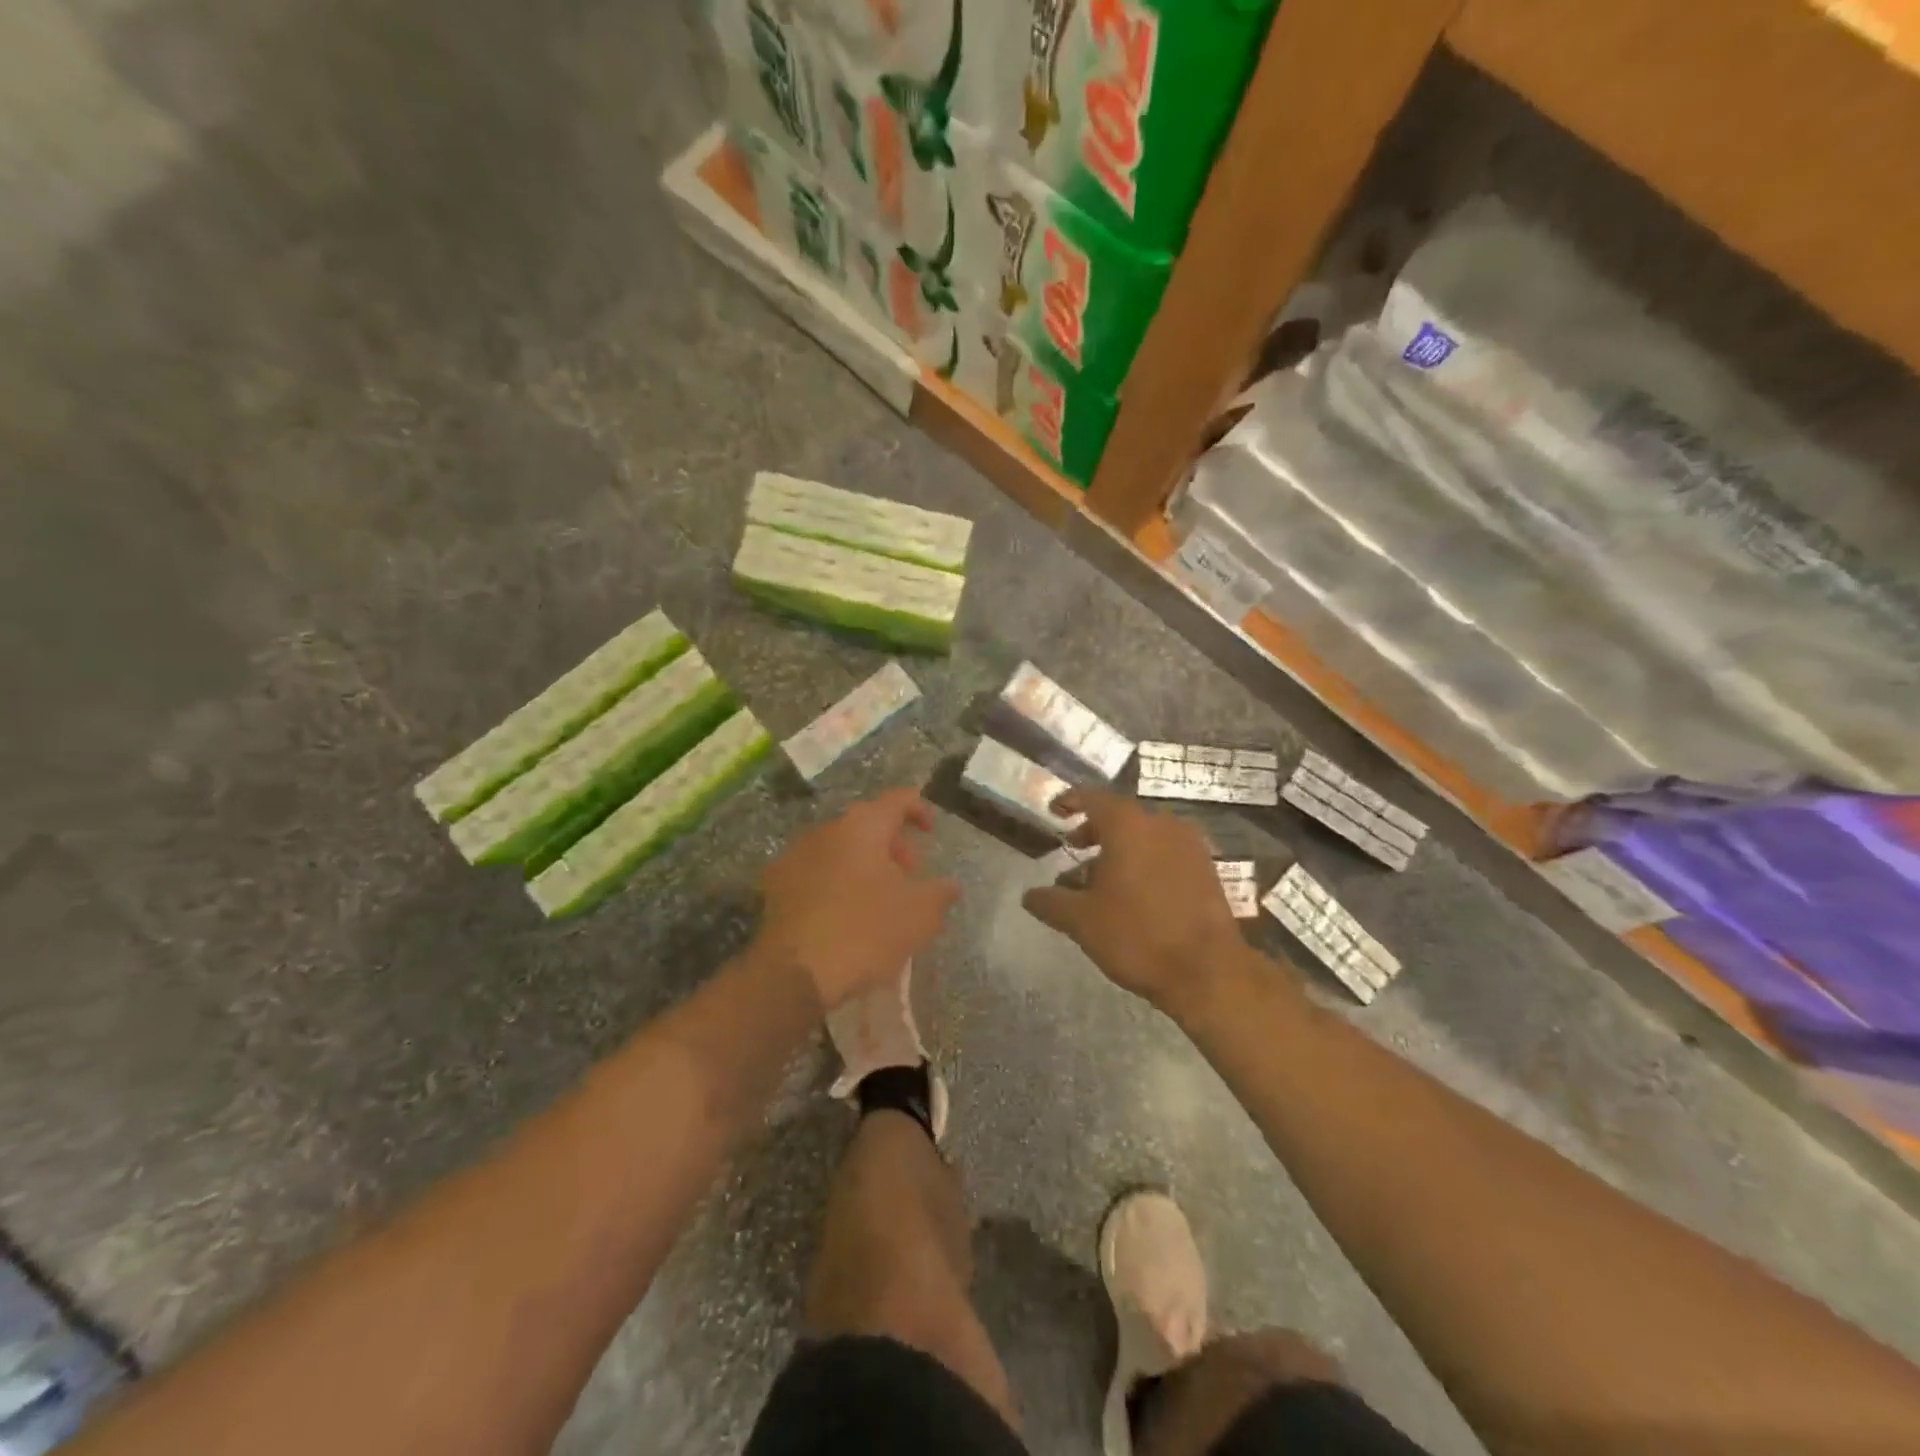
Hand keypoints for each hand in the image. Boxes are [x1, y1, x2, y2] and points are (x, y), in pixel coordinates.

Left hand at [757, 789, 960, 1011]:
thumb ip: (940, 893)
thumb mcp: (920, 915)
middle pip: (866, 824)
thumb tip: (950, 885)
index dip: (918, 809)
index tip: (929, 831)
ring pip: (838, 849)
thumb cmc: (867, 931)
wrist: (796, 973)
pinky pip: (815, 873)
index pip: (897, 799)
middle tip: (909, 876)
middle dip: (891, 846)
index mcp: (863, 826)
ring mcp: (794, 856)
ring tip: (878, 899)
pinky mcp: (775, 886)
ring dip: (862, 865)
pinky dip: (835, 883)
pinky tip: (844, 915)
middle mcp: (826, 831)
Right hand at [1022, 786, 1248, 1014]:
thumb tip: (1029, 895)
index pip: (1093, 798)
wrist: (1207, 971)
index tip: (1054, 810)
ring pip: (1145, 836)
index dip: (1070, 801)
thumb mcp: (1082, 921)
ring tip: (1098, 880)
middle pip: (1121, 817)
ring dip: (1119, 850)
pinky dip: (1144, 862)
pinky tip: (1132, 894)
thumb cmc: (1137, 935)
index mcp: (1129, 825)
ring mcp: (1189, 846)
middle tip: (1073, 848)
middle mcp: (1161, 824)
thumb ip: (1050, 902)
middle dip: (1093, 831)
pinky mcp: (1206, 869)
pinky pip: (1166, 853)